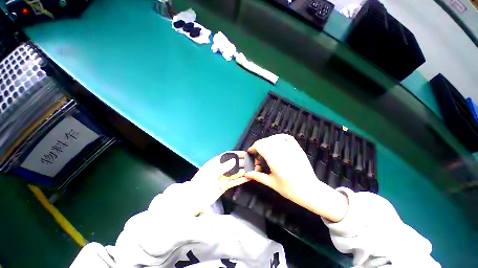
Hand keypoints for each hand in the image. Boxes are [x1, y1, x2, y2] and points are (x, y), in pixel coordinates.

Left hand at [190, 151, 249, 213]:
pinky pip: (235, 181)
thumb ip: (223, 167)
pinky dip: (241, 179)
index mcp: (215, 163)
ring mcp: (223, 177)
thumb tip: (234, 160)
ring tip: (253, 169)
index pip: (227, 156)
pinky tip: (248, 178)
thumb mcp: (212, 173)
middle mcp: (220, 169)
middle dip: (242, 163)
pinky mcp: (225, 185)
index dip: (236, 154)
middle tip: (252, 162)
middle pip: (233, 164)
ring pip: (235, 173)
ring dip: (244, 171)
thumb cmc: (202, 183)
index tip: (245, 153)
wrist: (195, 200)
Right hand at [245, 134, 348, 221]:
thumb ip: (258, 176)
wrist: (310, 190)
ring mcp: (291, 148)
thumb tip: (246, 174)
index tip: (250, 153)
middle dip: (258, 147)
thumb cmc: (289, 189)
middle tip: (258, 158)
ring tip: (266, 151)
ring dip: (267, 142)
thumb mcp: (271, 183)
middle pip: (266, 141)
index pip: (260, 146)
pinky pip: (286, 137)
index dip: (253, 148)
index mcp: (274, 160)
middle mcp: (282, 151)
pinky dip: (278, 138)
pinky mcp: (297, 148)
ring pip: (274, 138)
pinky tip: (276, 144)